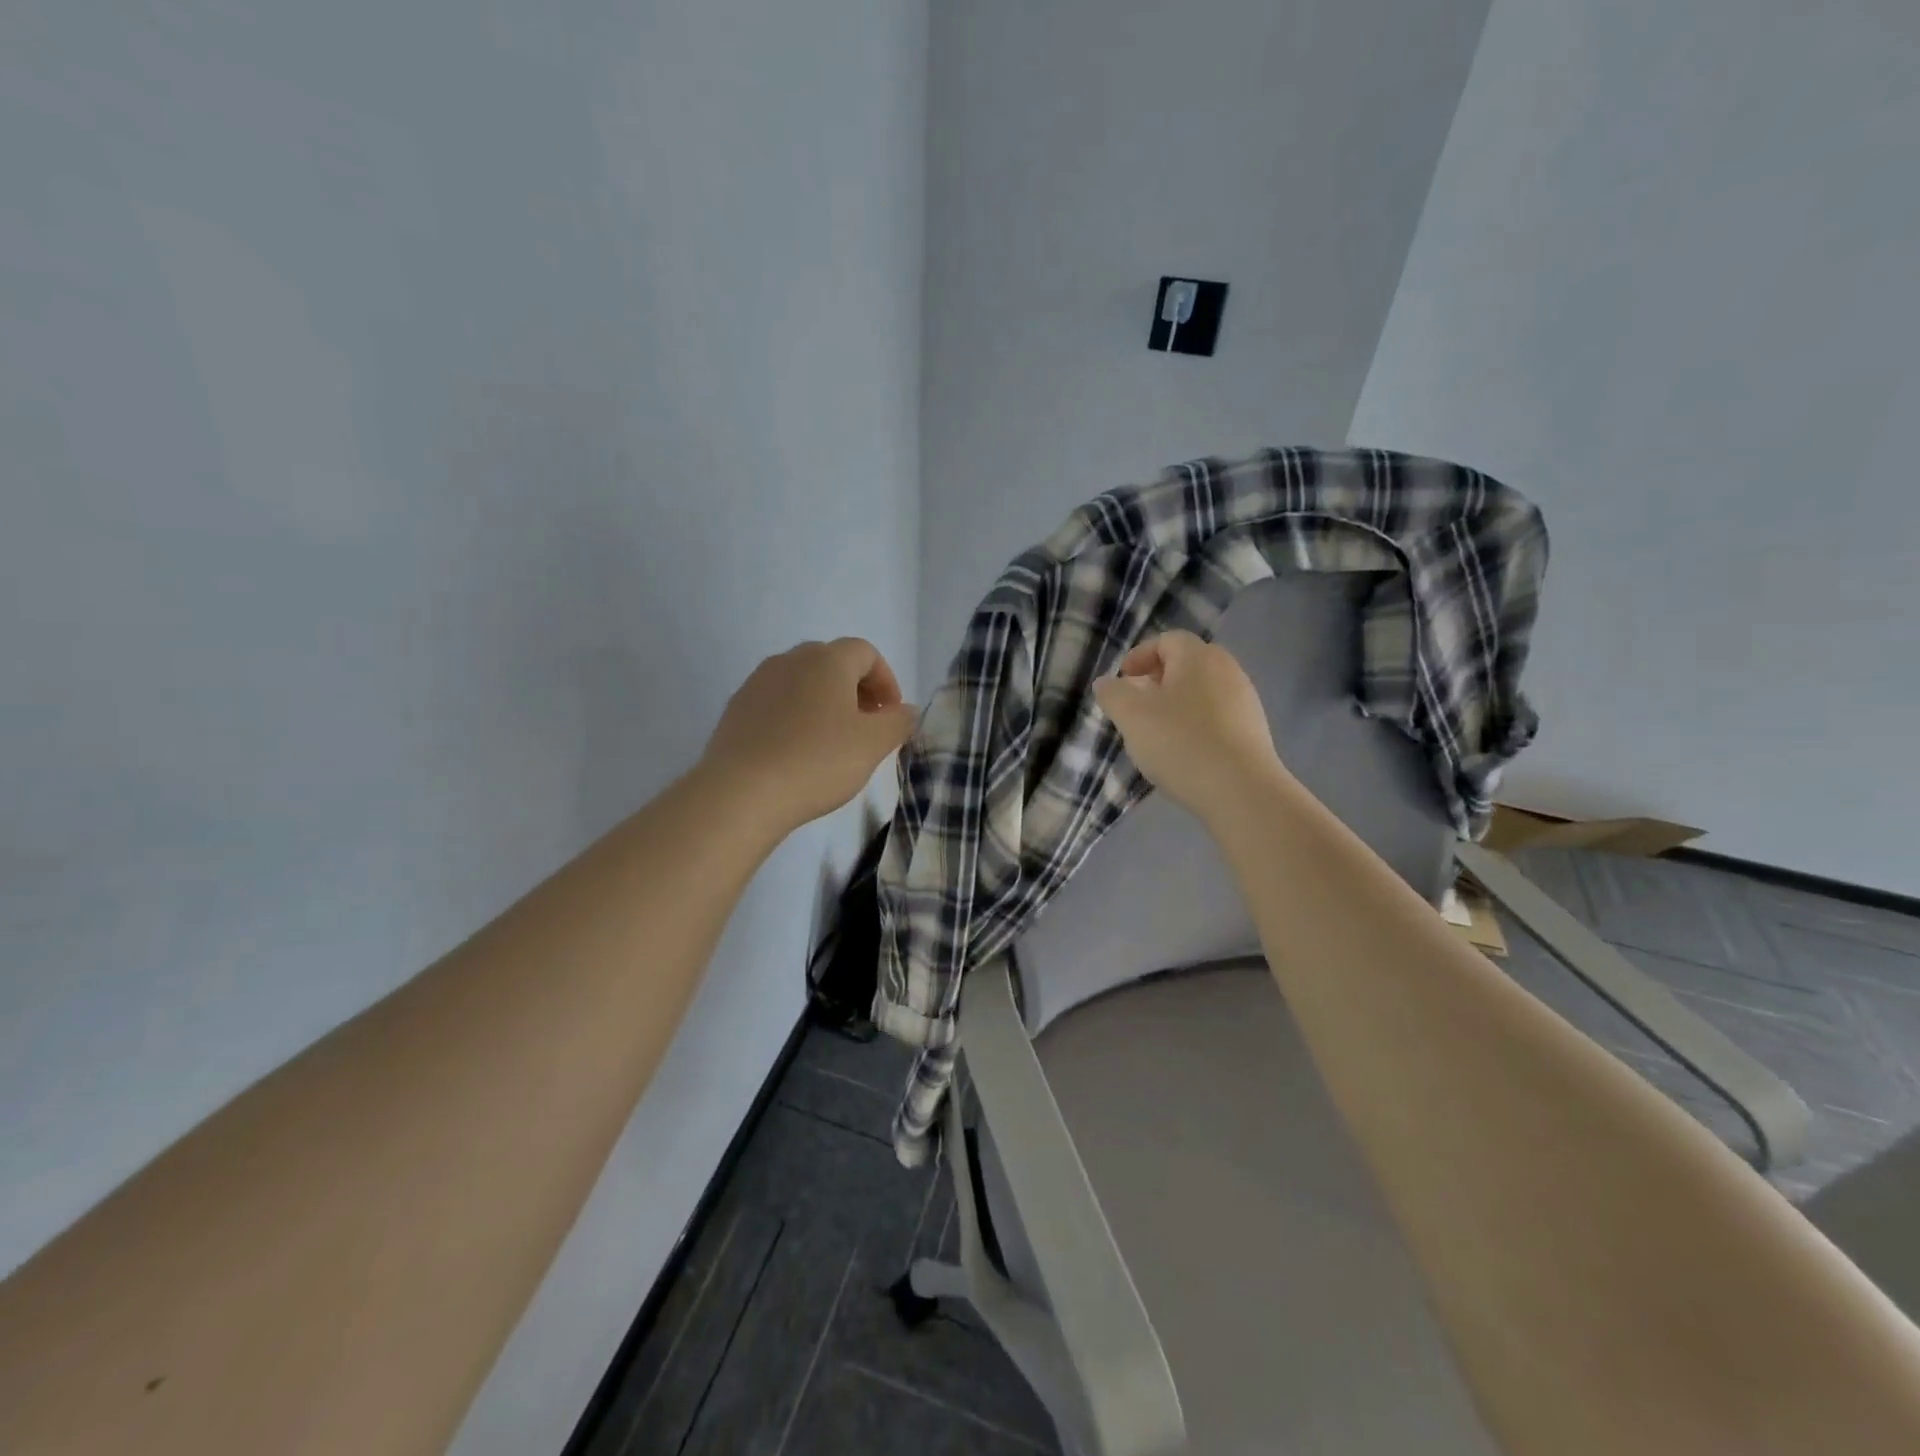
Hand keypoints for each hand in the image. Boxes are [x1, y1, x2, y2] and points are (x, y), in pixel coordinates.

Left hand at [700, 638, 917, 833]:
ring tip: (832, 741)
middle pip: (832, 662)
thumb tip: (906, 710)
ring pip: (802, 682)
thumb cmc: (818, 761)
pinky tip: (797, 752)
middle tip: (866, 727)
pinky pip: (776, 703)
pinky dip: (795, 717)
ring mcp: (758, 683)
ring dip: (824, 703)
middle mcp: (790, 660)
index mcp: (827, 660)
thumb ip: (898, 722)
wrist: (742, 792)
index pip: (866, 652)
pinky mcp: (735, 709)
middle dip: (855, 690)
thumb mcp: (873, 744)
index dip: (886, 680)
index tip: (891, 715)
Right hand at [1092, 630, 1289, 822]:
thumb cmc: (1180, 743)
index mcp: (1197, 657)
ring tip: (1158, 731)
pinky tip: (1185, 751)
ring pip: (1203, 691)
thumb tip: (1106, 682)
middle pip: (1188, 663)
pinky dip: (1197, 723)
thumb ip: (1112, 694)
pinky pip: (1218, 715)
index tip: (1123, 679)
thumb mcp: (1131, 716)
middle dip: (1159, 679)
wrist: (1241, 790)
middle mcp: (1227, 670)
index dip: (1140, 655)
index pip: (1167, 640)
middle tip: (1138, 703)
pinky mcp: (1254, 730)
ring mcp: (1245, 700)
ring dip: (1178, 703)